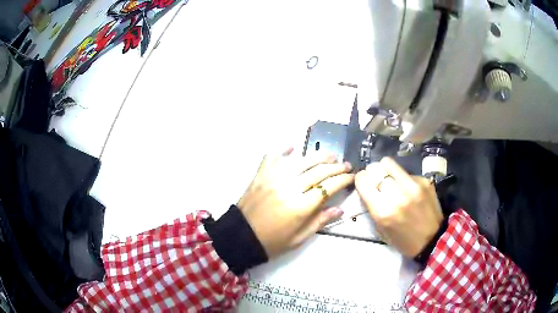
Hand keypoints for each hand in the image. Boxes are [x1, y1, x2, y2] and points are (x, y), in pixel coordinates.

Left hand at [238, 148, 353, 258]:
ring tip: (330, 155)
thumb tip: (340, 209)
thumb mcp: (299, 238)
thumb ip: (320, 221)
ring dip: (318, 156)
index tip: (352, 177)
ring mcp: (273, 179)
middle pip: (318, 172)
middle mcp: (289, 188)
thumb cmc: (272, 242)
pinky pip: (272, 157)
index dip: (343, 180)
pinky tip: (292, 146)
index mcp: (300, 207)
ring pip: (300, 161)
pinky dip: (282, 150)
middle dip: (336, 167)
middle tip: (346, 164)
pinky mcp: (260, 175)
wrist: (241, 237)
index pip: (328, 188)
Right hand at [355, 157, 442, 256]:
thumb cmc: (403, 240)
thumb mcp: (381, 229)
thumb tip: (367, 189)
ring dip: (386, 171)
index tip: (363, 183)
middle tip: (376, 181)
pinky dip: (403, 179)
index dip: (360, 180)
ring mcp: (412, 186)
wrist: (432, 240)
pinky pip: (406, 172)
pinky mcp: (424, 181)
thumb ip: (372, 207)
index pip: (363, 181)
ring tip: (390, 179)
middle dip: (373, 173)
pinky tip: (408, 190)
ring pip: (389, 163)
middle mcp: (397, 195)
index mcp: (383, 211)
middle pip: (375, 168)